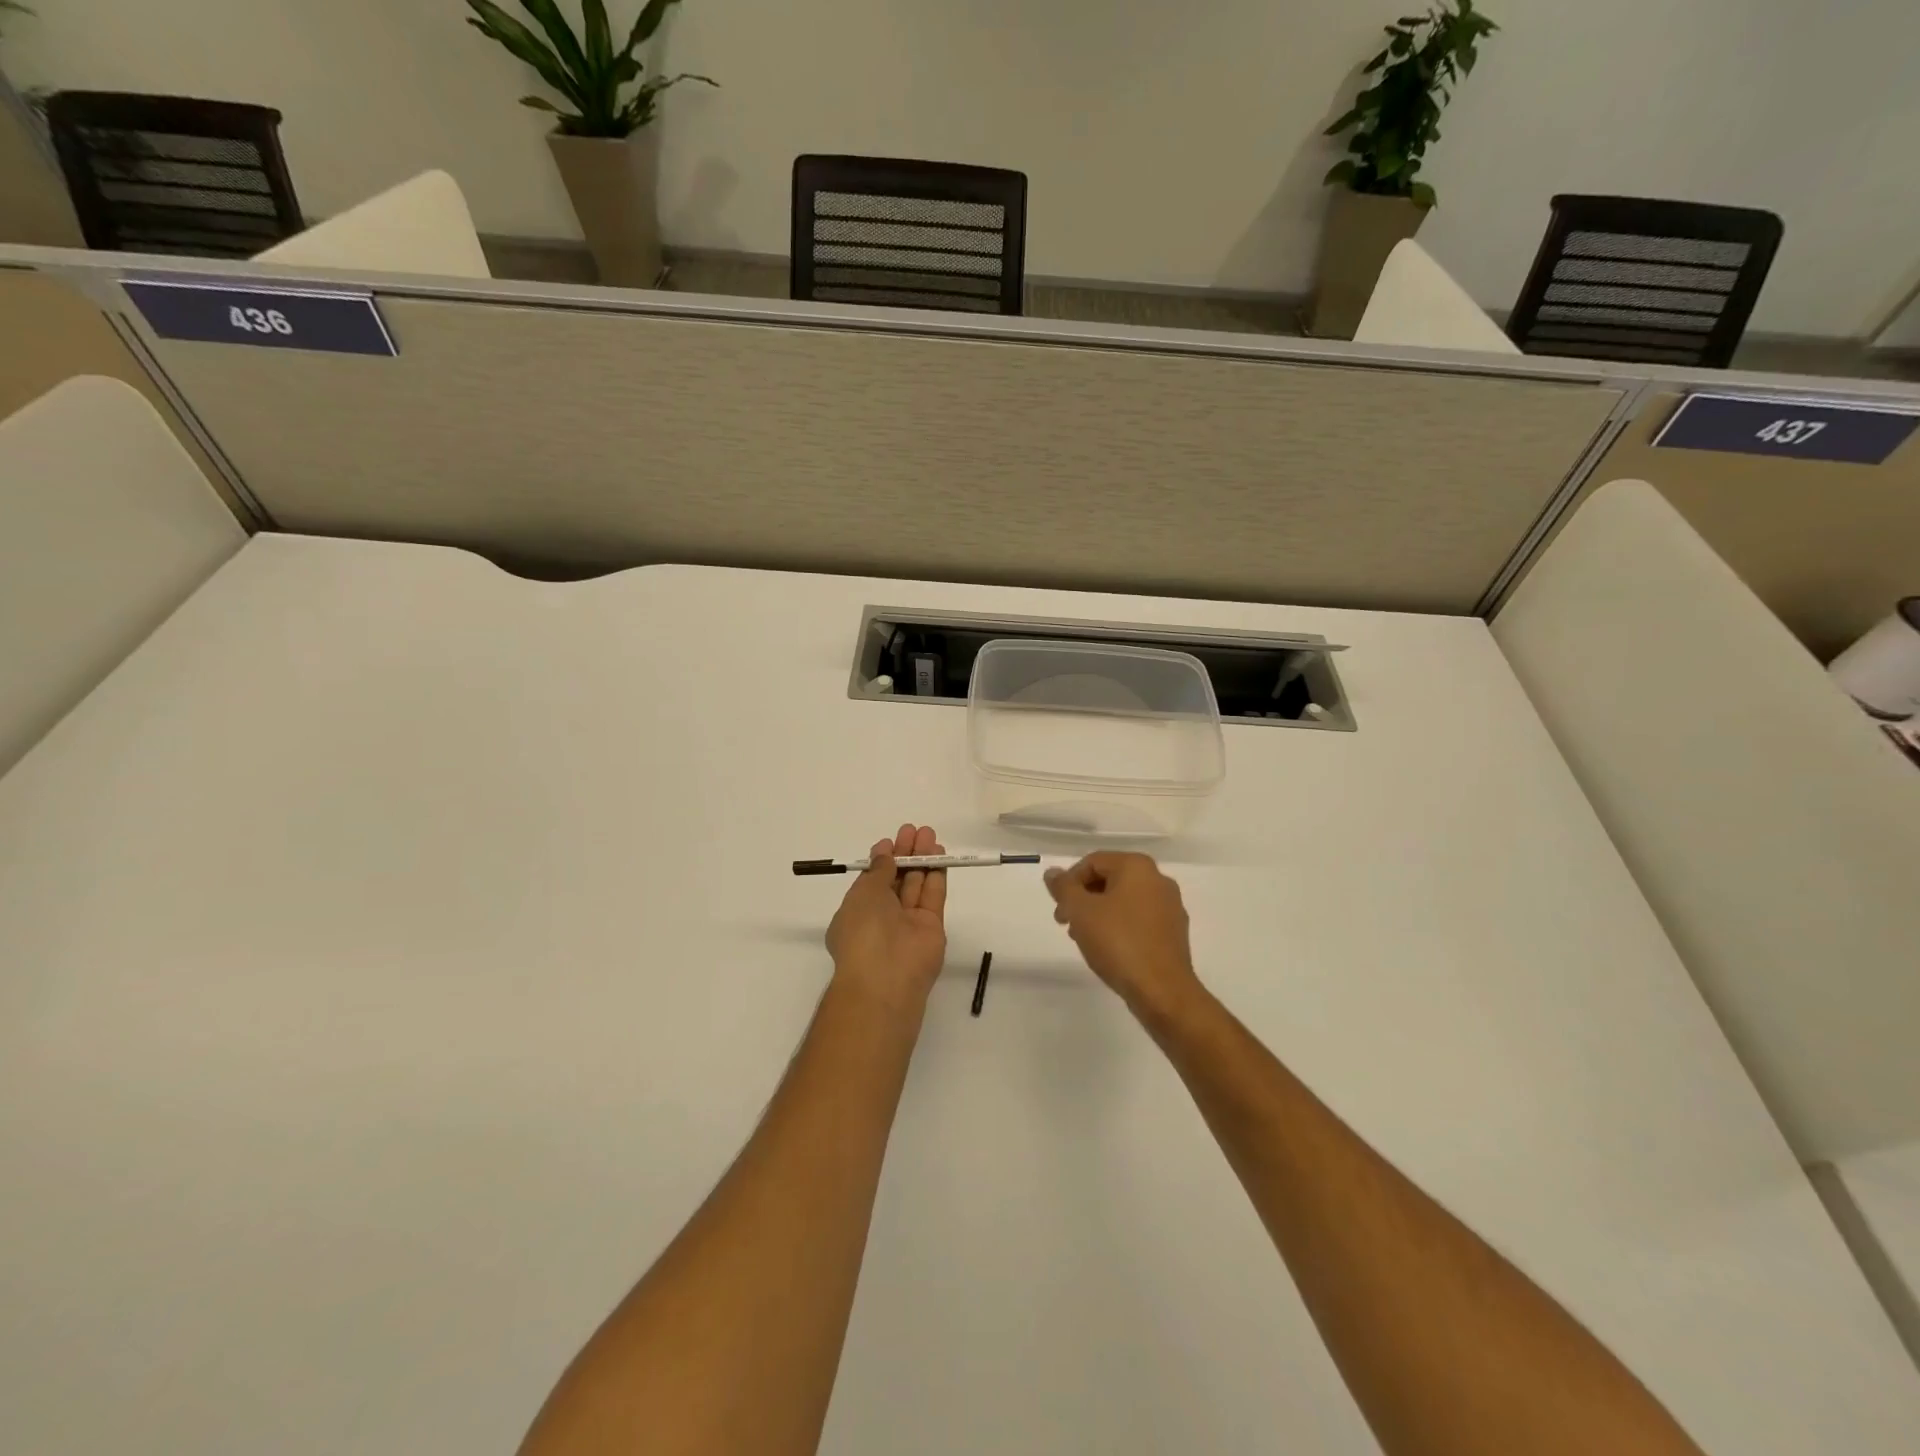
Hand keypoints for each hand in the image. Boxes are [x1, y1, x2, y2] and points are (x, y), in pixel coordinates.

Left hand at [826, 823, 947, 1012]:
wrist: (886, 977)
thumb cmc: (863, 931)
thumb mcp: (863, 894)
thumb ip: (878, 871)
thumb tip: (884, 854)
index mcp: (858, 911)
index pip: (872, 881)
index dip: (882, 859)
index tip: (891, 840)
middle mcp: (883, 917)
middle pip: (897, 879)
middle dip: (905, 854)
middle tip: (914, 830)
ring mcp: (908, 922)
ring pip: (917, 884)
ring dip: (922, 859)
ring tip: (929, 834)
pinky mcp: (932, 927)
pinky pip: (933, 896)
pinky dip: (936, 874)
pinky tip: (939, 854)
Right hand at [1045, 852, 1203, 1020]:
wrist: (1162, 990)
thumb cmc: (1118, 943)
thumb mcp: (1080, 911)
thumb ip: (1063, 887)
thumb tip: (1053, 873)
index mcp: (1137, 866)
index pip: (1092, 862)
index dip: (1069, 882)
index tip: (1059, 908)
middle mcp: (1158, 879)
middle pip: (1109, 879)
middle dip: (1083, 898)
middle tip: (1066, 922)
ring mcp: (1170, 906)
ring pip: (1124, 900)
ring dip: (1099, 913)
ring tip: (1084, 938)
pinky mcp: (1174, 931)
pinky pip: (1139, 919)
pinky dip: (1119, 926)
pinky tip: (1109, 949)